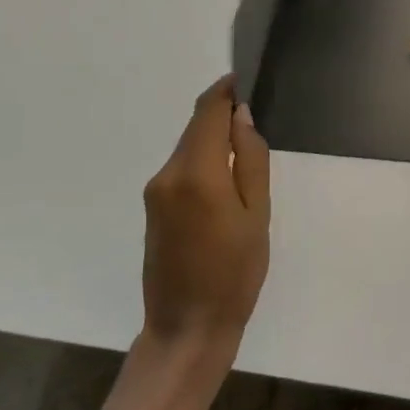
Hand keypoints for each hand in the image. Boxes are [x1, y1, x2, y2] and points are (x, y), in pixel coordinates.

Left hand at [141, 75, 269, 369]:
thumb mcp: (257, 214)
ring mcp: (156, 192)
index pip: (208, 111)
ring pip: (188, 147)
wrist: (186, 330)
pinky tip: (224, 182)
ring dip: (213, 140)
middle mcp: (168, 174)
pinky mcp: (152, 208)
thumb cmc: (234, 274)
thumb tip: (241, 116)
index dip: (226, 90)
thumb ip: (251, 158)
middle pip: (196, 127)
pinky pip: (181, 168)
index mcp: (197, 172)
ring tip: (246, 156)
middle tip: (256, 121)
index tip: (246, 79)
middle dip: (222, 116)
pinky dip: (202, 161)